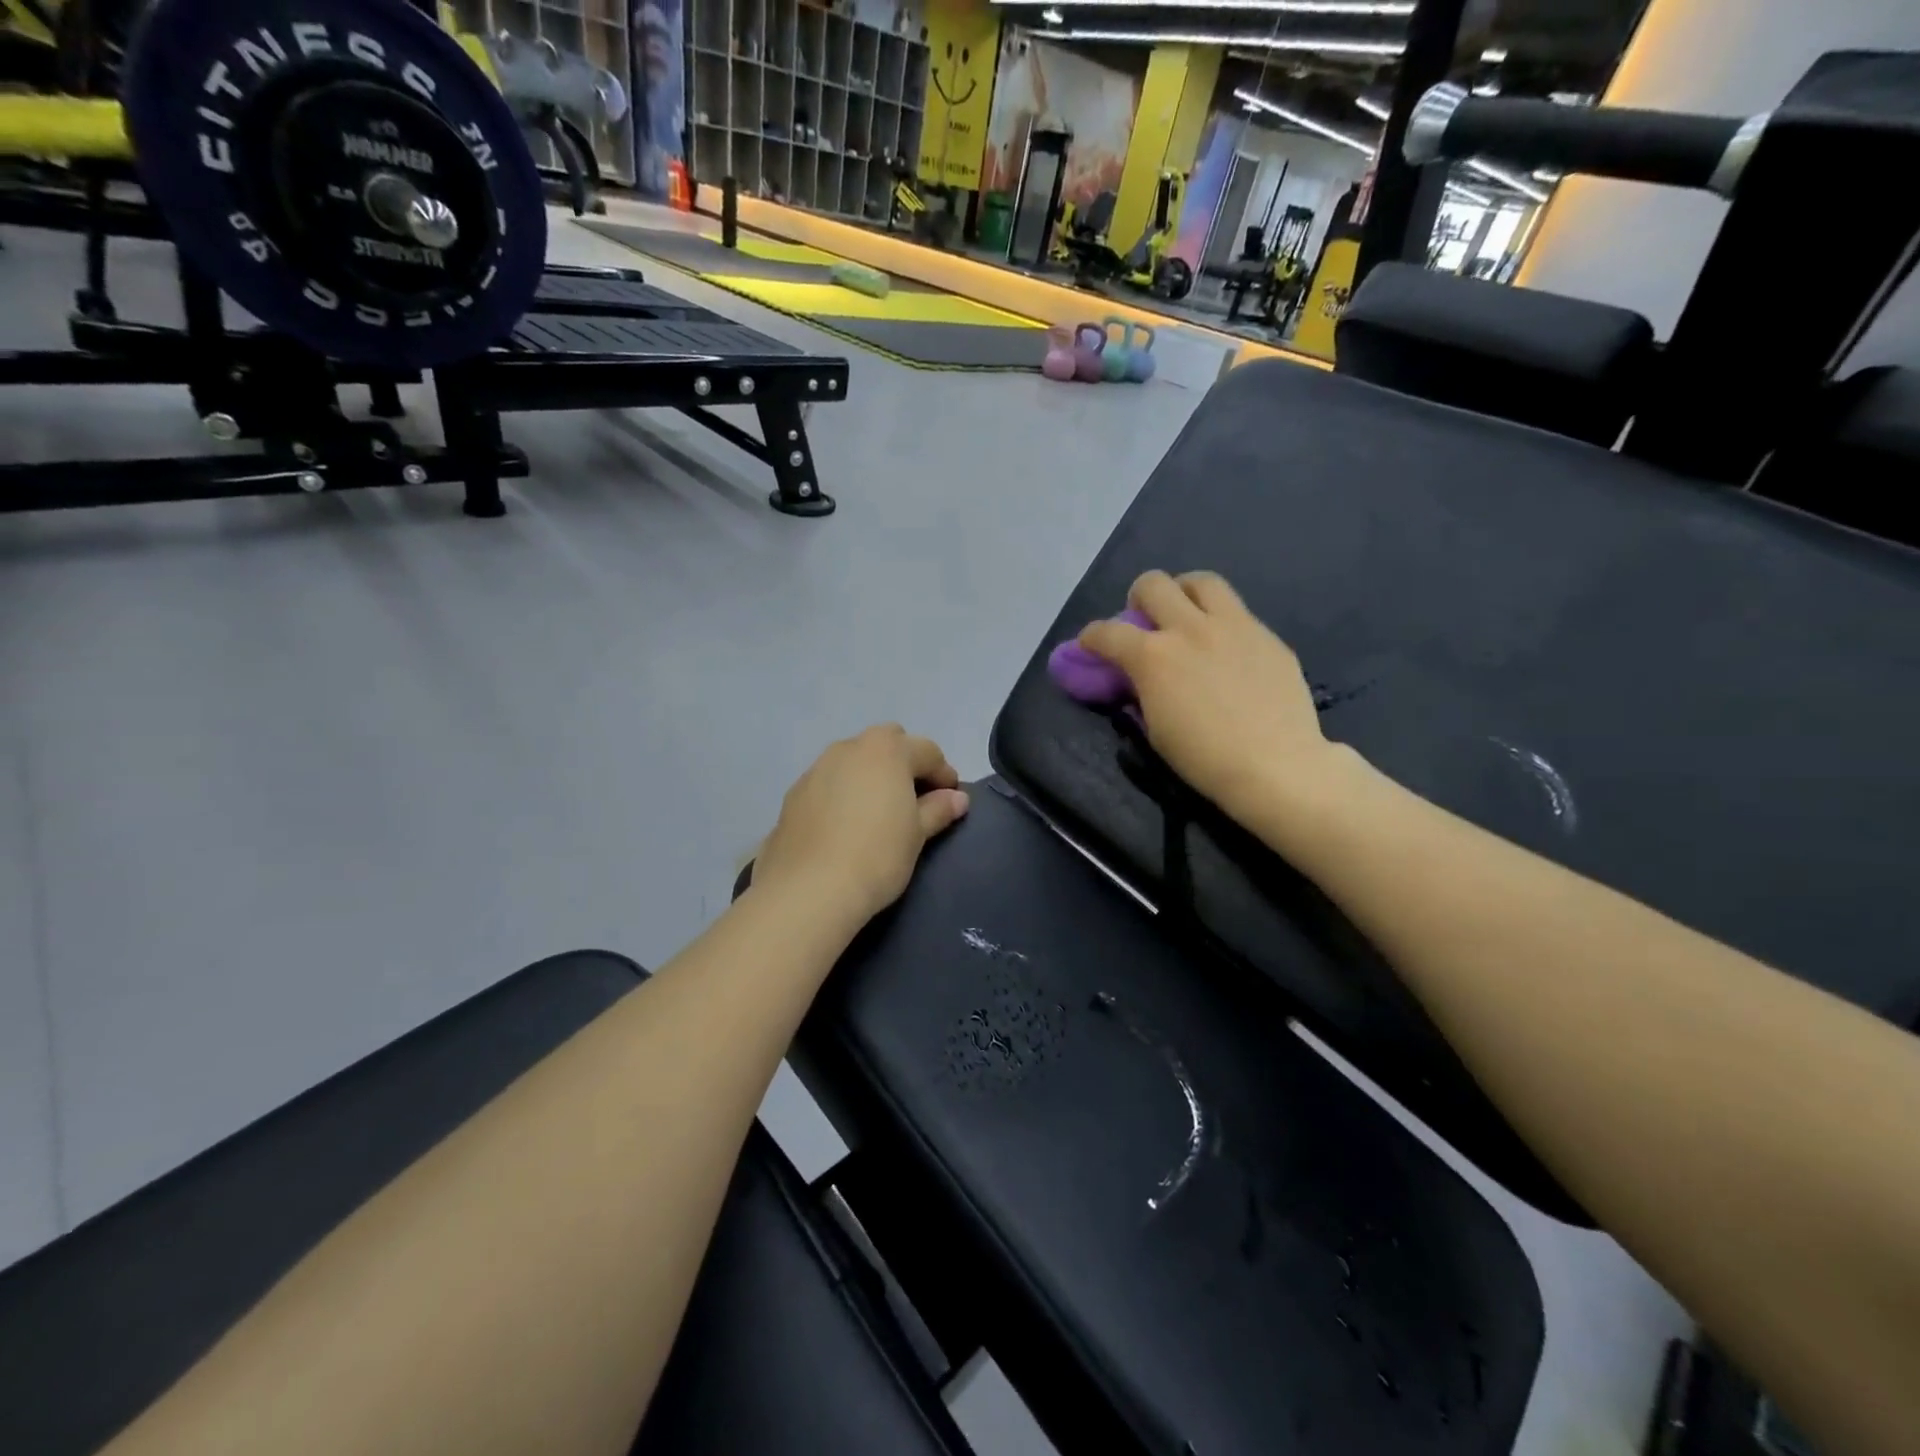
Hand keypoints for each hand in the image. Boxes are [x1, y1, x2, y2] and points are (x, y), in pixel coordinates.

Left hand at [753, 726, 971, 925]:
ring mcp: (817, 768)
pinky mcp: (794, 793)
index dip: (944, 775)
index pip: (927, 751)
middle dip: (904, 763)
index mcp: (886, 750)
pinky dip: (843, 793)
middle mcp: (849, 748)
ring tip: (878, 812)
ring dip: (871, 776)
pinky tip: (846, 826)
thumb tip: (957, 798)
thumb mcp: (917, 834)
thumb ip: (938, 809)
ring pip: (854, 761)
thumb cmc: (877, 855)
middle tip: (914, 799)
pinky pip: (829, 783)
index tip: (951, 801)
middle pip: (887, 744)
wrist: (809, 889)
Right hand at [1078, 571, 1345, 825]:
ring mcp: (1234, 626)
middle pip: (1153, 584)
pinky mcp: (1267, 636)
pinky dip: (1221, 623)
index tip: (1090, 645)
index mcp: (1154, 657)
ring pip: (1202, 581)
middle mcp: (1190, 629)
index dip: (1090, 637)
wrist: (1276, 766)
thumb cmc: (1204, 759)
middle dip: (1138, 597)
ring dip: (1184, 592)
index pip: (1107, 632)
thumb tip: (1139, 679)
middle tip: (1144, 620)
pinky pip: (1238, 613)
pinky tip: (1227, 651)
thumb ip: (1143, 692)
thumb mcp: (1155, 728)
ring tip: (1186, 615)